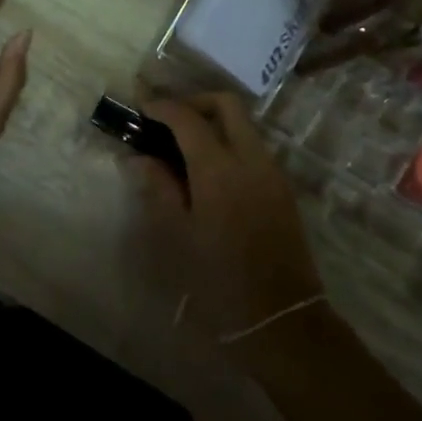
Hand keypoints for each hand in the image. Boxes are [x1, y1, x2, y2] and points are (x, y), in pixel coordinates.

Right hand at [133, 93, 325, 349]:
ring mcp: (273, 171)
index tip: (141, 109)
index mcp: (220, 169)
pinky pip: (254, 147)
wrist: (282, 318)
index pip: (188, 118)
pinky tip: (207, 171)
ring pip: (244, 125)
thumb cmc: (220, 280)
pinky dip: (229, 143)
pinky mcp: (282, 188)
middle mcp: (252, 158)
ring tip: (182, 147)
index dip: (162, 107)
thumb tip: (139, 158)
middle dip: (195, 102)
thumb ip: (158, 189)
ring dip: (214, 122)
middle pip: (227, 105)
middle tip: (167, 121)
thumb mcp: (178, 236)